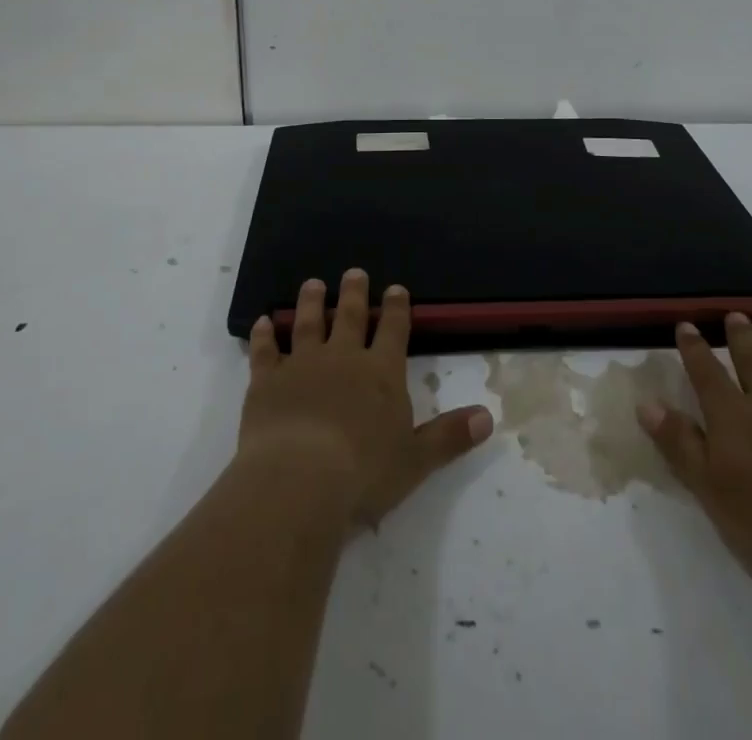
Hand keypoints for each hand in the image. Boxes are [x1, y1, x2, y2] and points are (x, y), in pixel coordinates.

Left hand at [240, 269, 493, 526]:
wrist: (300, 479)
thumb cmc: (364, 472)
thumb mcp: (416, 460)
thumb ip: (449, 436)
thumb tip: (488, 417)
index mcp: (381, 373)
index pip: (394, 331)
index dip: (397, 309)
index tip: (396, 288)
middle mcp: (343, 358)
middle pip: (351, 317)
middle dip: (354, 293)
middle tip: (354, 272)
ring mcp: (302, 365)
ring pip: (308, 324)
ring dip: (311, 303)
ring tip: (313, 284)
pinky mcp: (267, 382)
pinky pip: (265, 351)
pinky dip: (264, 336)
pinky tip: (262, 322)